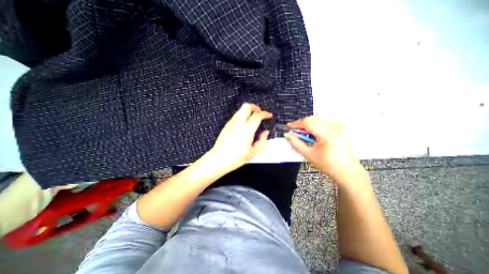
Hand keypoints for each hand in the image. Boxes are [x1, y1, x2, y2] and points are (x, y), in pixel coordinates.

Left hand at [209, 103, 272, 172]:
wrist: (218, 159)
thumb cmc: (234, 158)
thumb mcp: (253, 152)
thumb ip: (262, 141)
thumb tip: (265, 134)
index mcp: (246, 131)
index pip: (257, 115)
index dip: (265, 114)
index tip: (268, 116)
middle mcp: (237, 124)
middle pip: (247, 106)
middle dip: (255, 107)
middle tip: (260, 113)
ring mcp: (231, 124)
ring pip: (240, 110)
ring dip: (248, 111)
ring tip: (253, 119)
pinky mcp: (226, 126)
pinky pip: (236, 116)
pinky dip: (242, 116)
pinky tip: (245, 124)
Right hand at [285, 116, 363, 182]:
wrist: (346, 169)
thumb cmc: (328, 164)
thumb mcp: (308, 154)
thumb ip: (296, 143)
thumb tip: (287, 135)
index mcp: (327, 134)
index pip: (308, 123)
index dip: (296, 124)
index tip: (288, 126)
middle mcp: (334, 126)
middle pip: (312, 119)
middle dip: (302, 124)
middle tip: (296, 132)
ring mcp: (338, 125)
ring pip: (317, 119)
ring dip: (308, 124)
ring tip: (305, 135)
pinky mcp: (339, 126)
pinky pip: (323, 121)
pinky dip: (315, 125)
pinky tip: (314, 134)